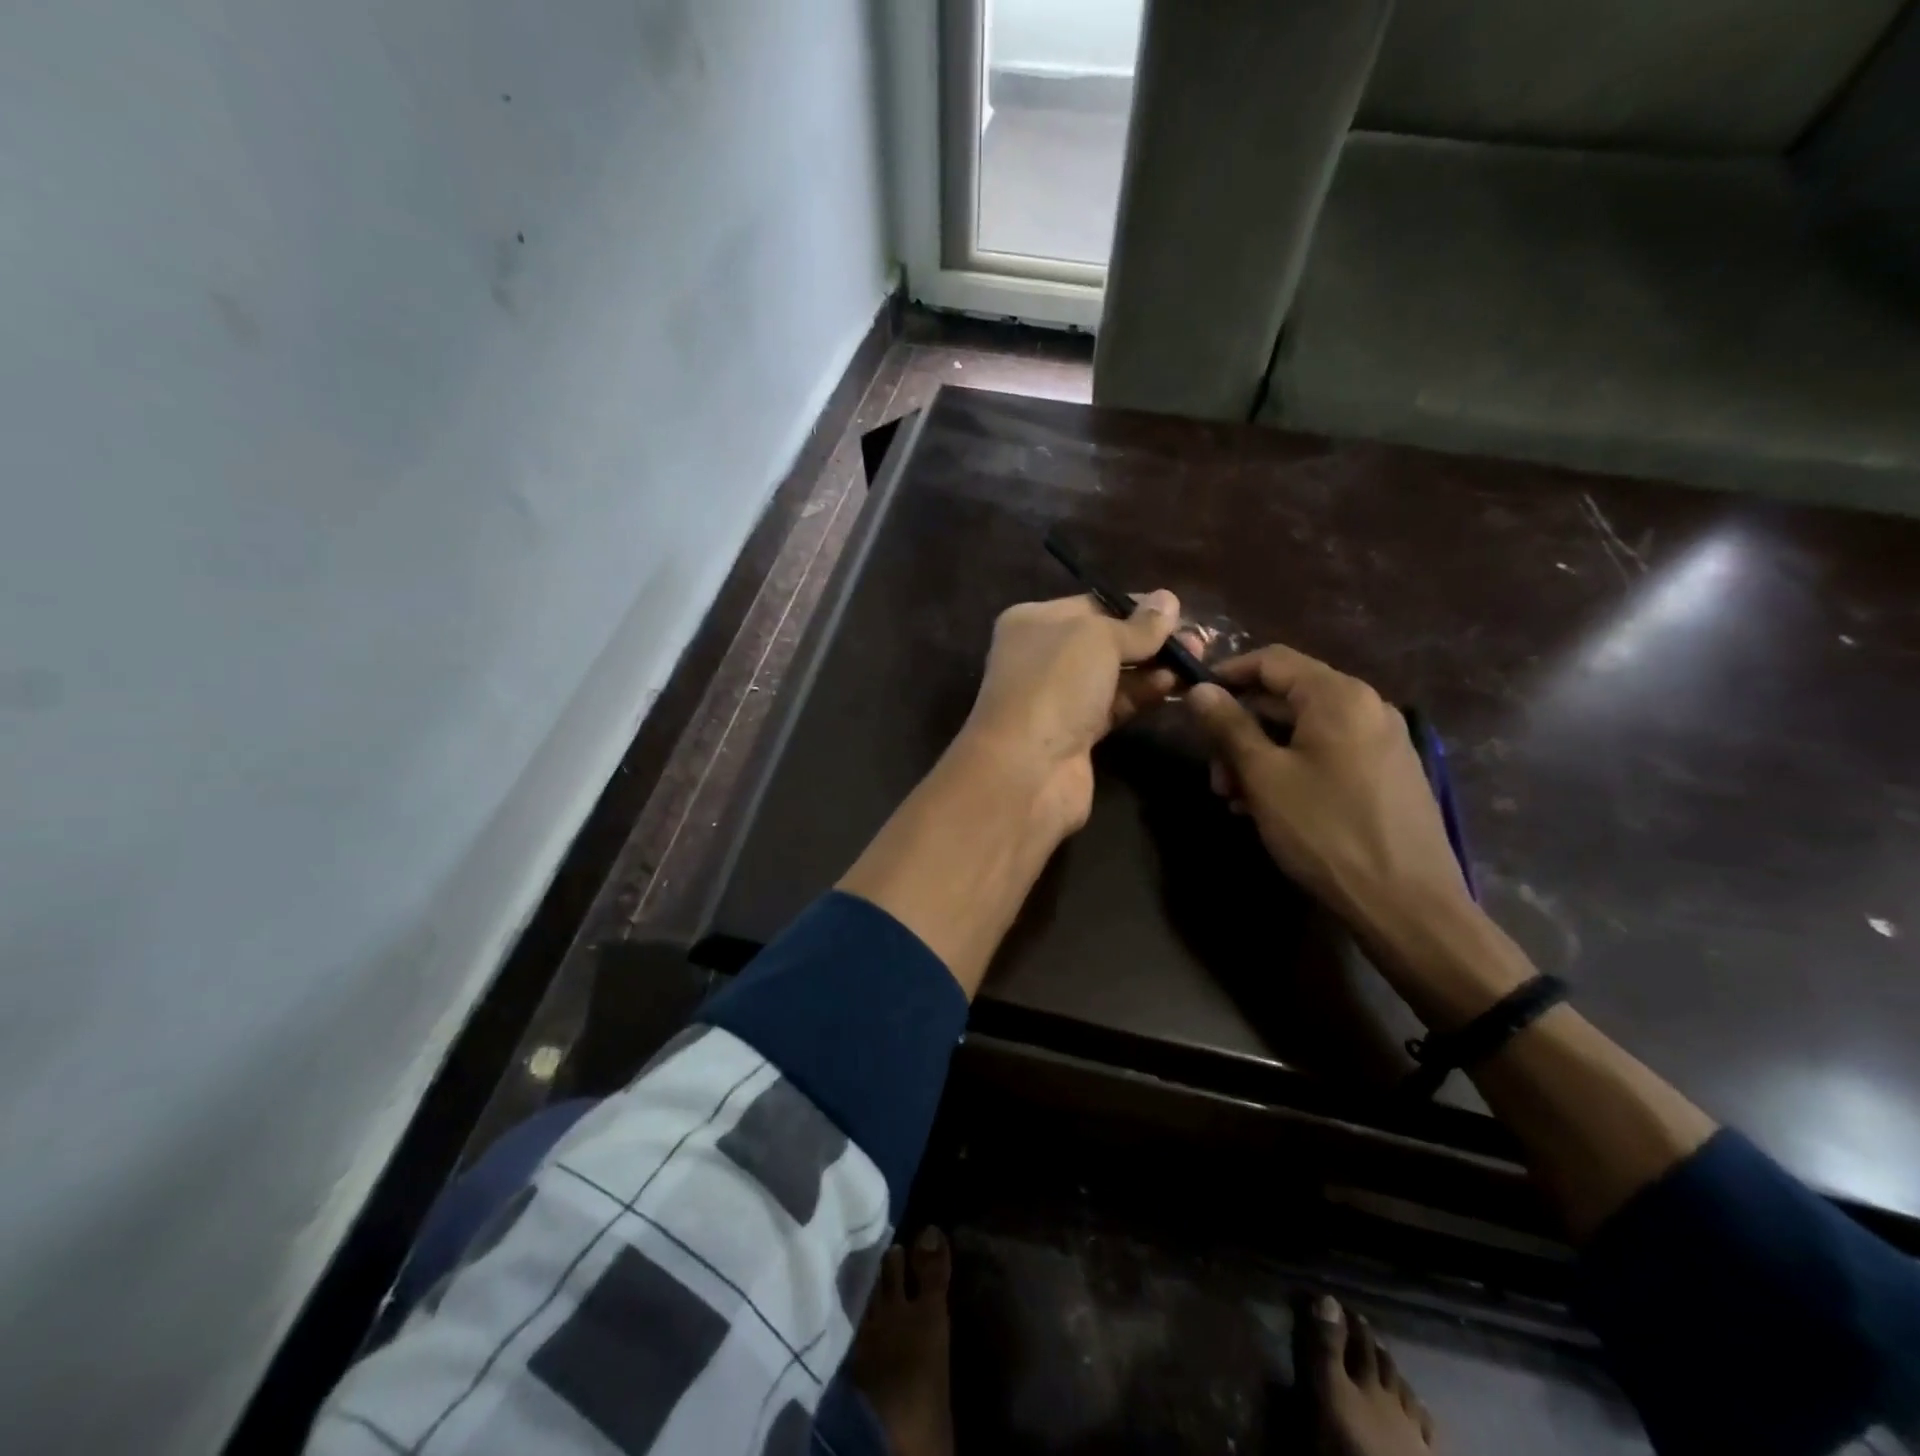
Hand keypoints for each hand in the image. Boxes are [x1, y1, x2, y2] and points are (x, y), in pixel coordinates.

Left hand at [960, 590, 1182, 833]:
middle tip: (1198, 641)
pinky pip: (1115, 705)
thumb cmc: (1055, 685)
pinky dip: (1142, 695)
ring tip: (1196, 662)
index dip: (1135, 607)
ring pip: (1112, 675)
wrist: (1027, 769)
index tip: (1179, 611)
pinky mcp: (1075, 734)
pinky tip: (1174, 686)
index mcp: (1032, 622)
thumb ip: (1137, 624)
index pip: (1092, 605)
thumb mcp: (1098, 639)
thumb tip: (1168, 600)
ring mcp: (1057, 698)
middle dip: (1149, 640)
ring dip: (1152, 668)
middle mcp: (1041, 657)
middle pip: (1104, 642)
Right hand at [1185, 645, 1471, 946]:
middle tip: (1214, 775)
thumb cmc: (1325, 830)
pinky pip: (1328, 754)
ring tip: (1236, 801)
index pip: (1272, 660)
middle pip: (1287, 698)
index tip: (1193, 702)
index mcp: (1338, 696)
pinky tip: (1270, 808)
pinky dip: (1292, 769)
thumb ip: (1229, 726)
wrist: (1408, 904)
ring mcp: (1383, 741)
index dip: (1227, 674)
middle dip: (1240, 730)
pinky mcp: (1388, 774)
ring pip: (1304, 731)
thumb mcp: (1264, 776)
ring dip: (1261, 756)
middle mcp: (1367, 707)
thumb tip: (1200, 689)